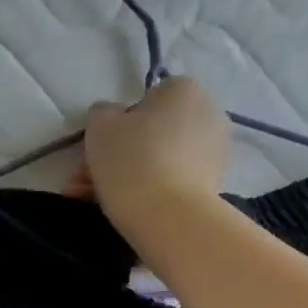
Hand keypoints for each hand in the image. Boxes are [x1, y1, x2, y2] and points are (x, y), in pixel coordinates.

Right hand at [73, 76, 229, 250]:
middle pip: (154, 134)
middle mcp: (208, 114)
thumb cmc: (132, 160)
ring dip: (132, 179)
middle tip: (91, 181)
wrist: (167, 217)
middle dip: (122, 157)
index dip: (121, 125)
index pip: (147, 100)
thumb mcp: (100, 125)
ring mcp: (215, 154)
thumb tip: (113, 120)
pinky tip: (127, 212)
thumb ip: (102, 114)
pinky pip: (174, 185)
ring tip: (99, 202)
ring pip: (162, 162)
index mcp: (184, 90)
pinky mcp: (214, 188)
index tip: (103, 150)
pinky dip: (152, 196)